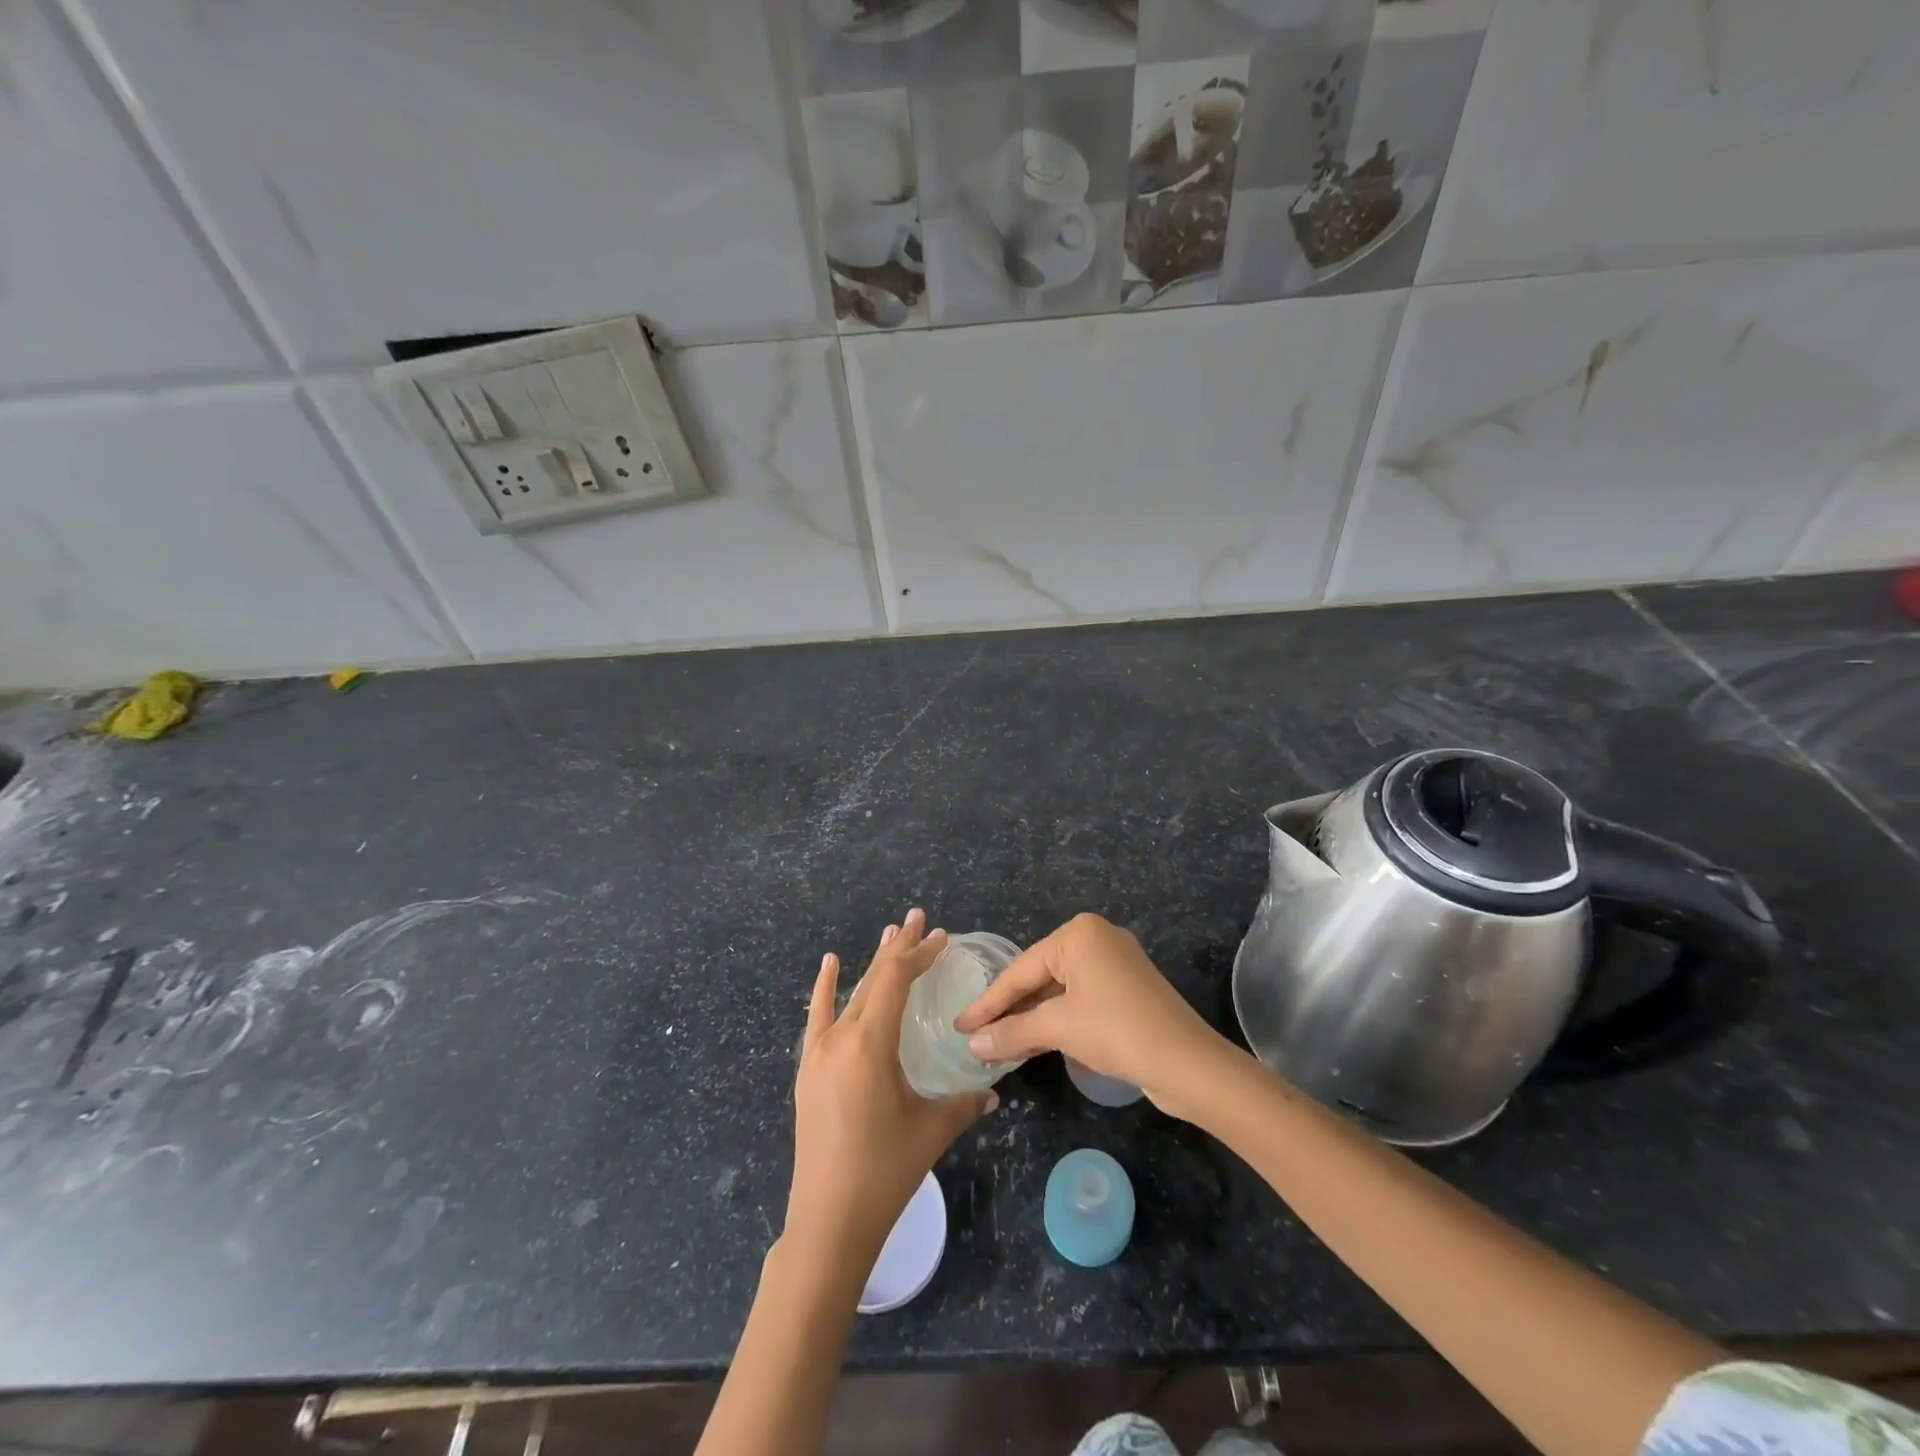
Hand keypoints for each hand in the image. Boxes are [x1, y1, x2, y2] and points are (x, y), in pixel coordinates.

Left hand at [786, 909, 996, 1270]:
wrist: (827, 1222)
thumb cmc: (883, 1172)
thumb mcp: (931, 1131)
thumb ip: (965, 1104)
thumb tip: (993, 1092)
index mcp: (870, 1044)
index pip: (895, 981)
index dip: (918, 954)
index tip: (940, 935)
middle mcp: (840, 1037)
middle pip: (873, 979)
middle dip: (899, 948)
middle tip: (918, 918)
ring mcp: (819, 1052)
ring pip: (850, 994)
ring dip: (872, 964)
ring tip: (890, 934)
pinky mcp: (808, 1070)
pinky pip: (817, 1018)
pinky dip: (826, 988)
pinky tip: (830, 964)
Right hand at [954, 913, 1228, 1113]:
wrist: (1187, 1063)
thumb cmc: (1116, 1030)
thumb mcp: (1058, 1028)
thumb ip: (1011, 1032)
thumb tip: (971, 1044)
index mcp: (1078, 933)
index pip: (1021, 969)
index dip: (988, 1001)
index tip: (959, 1024)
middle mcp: (1097, 938)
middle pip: (1039, 976)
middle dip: (1010, 1009)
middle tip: (976, 1035)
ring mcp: (1115, 963)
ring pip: (1059, 990)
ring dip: (1032, 1018)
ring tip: (999, 1044)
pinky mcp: (1127, 989)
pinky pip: (1080, 999)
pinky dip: (1057, 1019)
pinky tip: (1036, 1042)